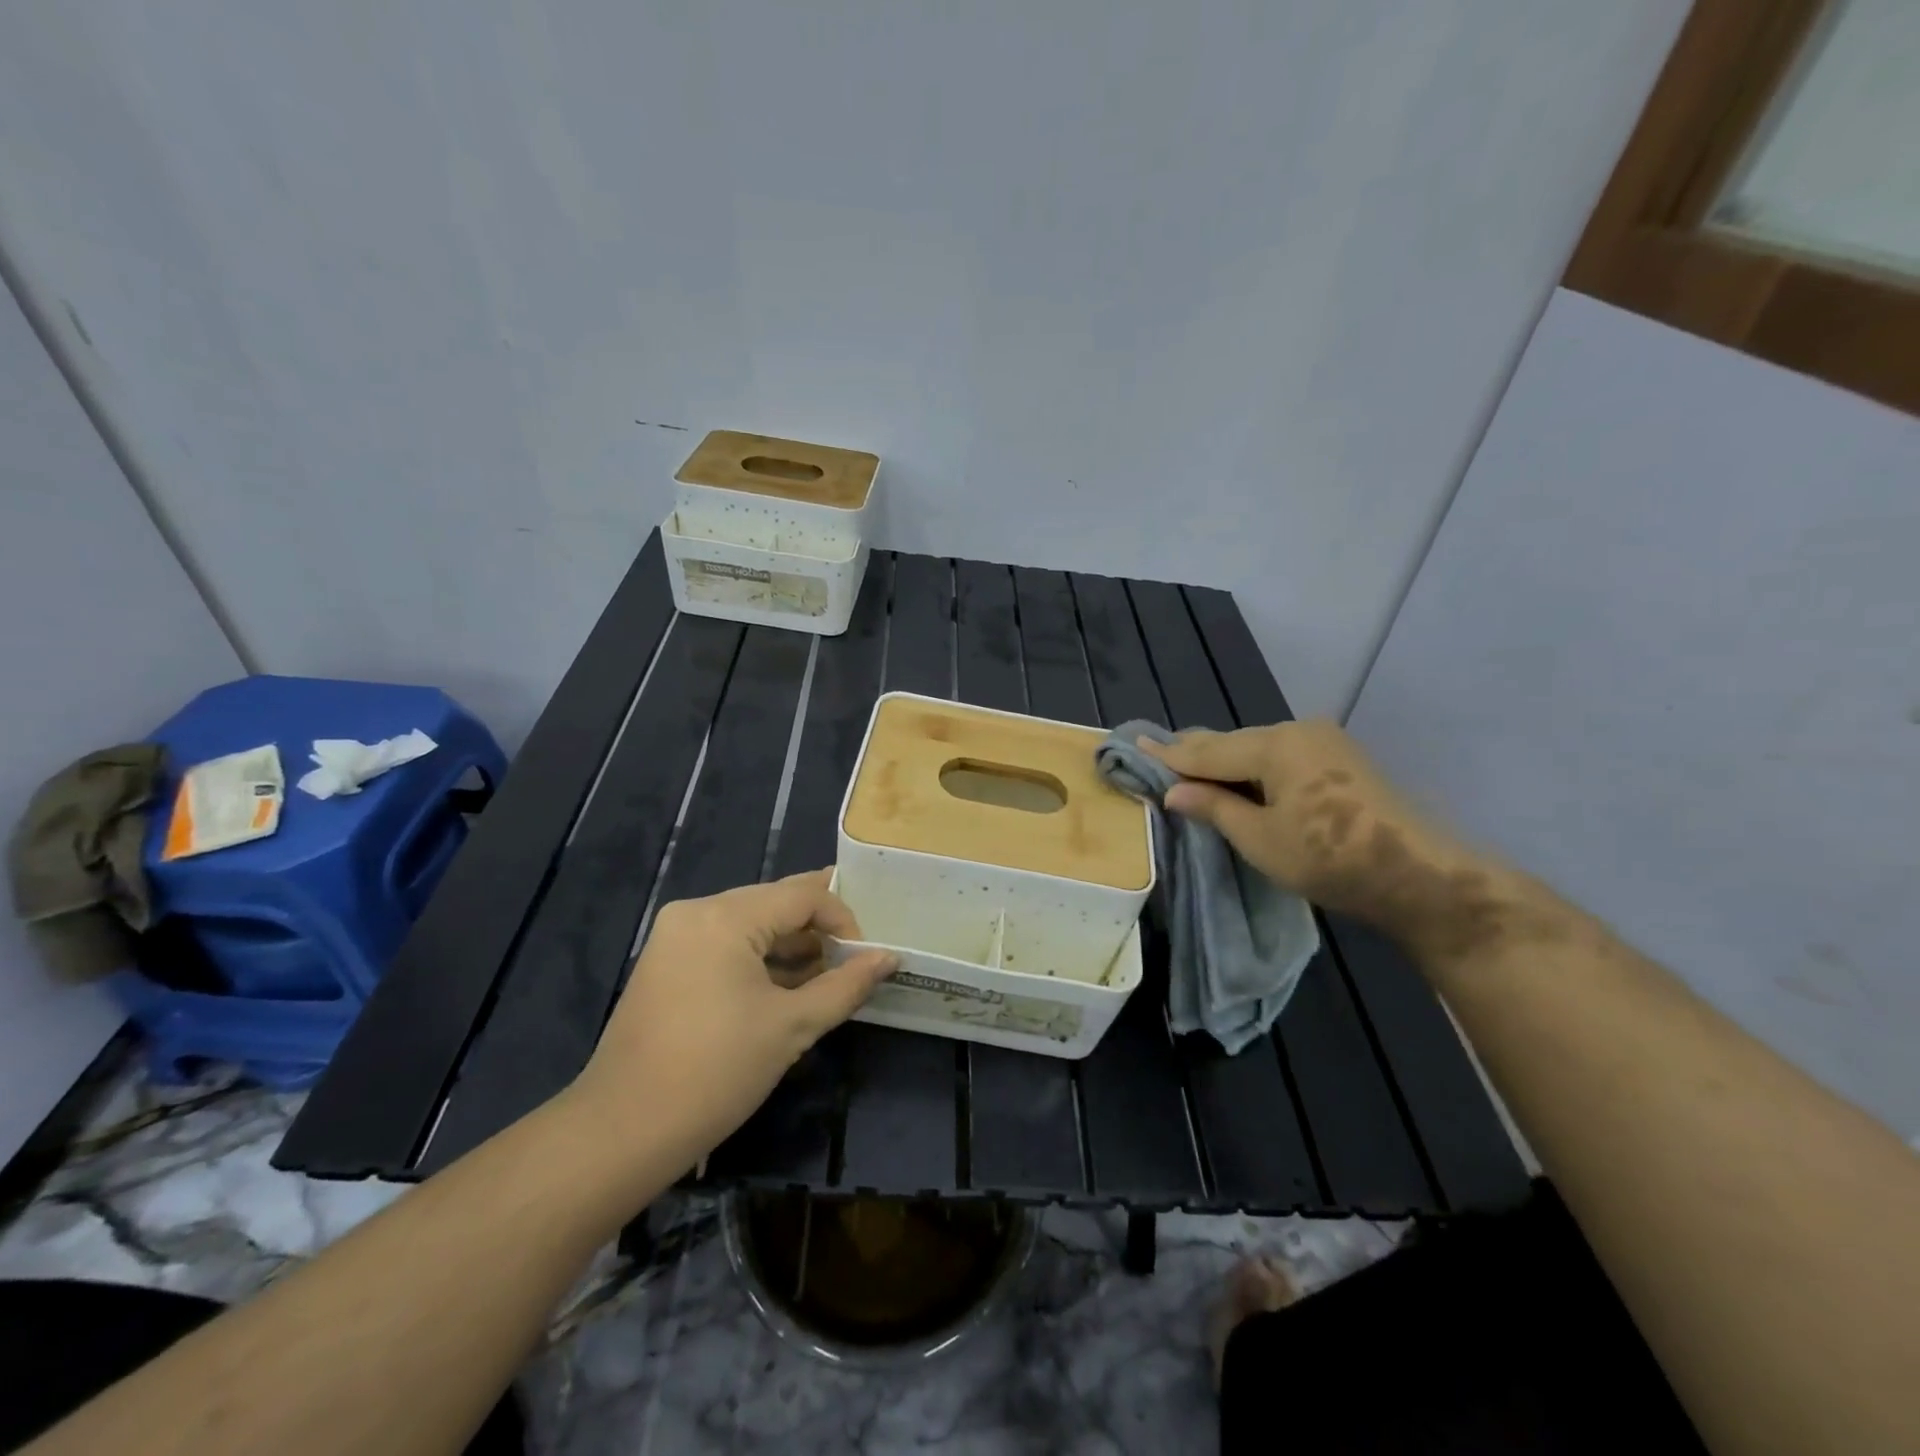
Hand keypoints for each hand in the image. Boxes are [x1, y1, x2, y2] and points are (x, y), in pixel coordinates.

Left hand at [568, 870, 896, 1166]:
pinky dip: (758, 960)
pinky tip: (783, 990)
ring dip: (789, 947)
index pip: (803, 894)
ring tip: (823, 980)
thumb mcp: (792, 1027)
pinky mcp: (664, 963)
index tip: (864, 959)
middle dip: (817, 931)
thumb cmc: (716, 1072)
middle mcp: (696, 911)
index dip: (843, 920)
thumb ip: (846, 985)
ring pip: (750, 924)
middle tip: (851, 964)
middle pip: (775, 903)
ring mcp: (675, 936)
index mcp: (725, 916)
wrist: (621, 1132)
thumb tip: (889, 958)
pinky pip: (724, 944)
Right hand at [1145, 721, 1497, 949]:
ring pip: (1258, 748)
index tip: (1135, 743)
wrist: (1418, 875)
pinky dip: (1255, 769)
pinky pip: (1282, 756)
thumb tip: (1173, 791)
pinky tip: (1242, 779)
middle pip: (1233, 743)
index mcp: (1275, 745)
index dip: (1170, 754)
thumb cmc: (1329, 858)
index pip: (1208, 751)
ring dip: (1227, 763)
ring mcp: (1325, 742)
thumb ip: (1214, 808)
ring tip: (1194, 770)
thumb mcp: (1260, 838)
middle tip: (1159, 755)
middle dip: (1197, 754)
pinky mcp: (1341, 759)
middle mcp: (1299, 731)